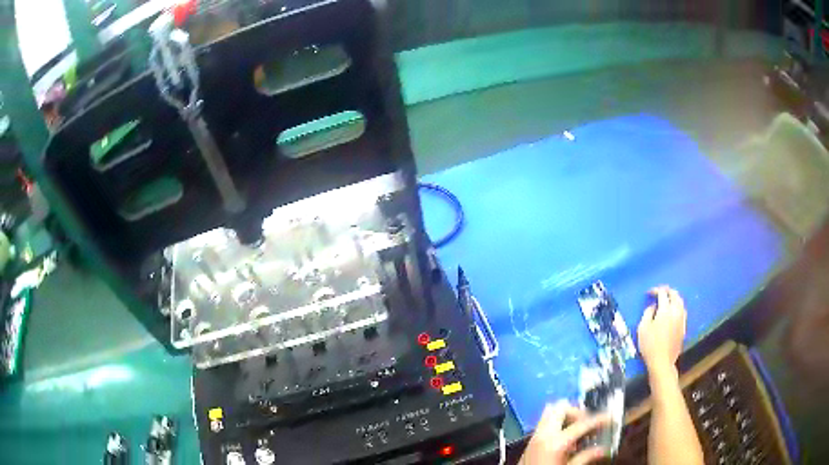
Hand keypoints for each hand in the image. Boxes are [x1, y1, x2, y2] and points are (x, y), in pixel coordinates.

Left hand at [520, 401, 609, 464]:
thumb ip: (586, 457)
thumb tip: (603, 450)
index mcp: (556, 442)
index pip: (583, 423)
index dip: (599, 419)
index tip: (610, 418)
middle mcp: (544, 433)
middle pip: (562, 407)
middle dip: (578, 413)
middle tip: (588, 425)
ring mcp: (535, 435)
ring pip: (550, 411)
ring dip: (566, 416)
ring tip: (577, 431)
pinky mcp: (531, 440)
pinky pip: (545, 422)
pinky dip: (557, 423)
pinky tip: (566, 439)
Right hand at [637, 286, 686, 372]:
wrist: (662, 362)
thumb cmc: (650, 345)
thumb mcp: (643, 328)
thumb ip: (647, 313)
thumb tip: (653, 306)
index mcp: (665, 309)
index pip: (662, 292)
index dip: (655, 290)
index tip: (649, 293)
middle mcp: (676, 311)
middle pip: (674, 294)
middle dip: (667, 291)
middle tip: (659, 292)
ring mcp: (682, 319)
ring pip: (680, 302)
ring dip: (674, 297)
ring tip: (667, 300)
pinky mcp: (684, 327)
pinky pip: (682, 311)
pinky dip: (677, 306)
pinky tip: (673, 312)